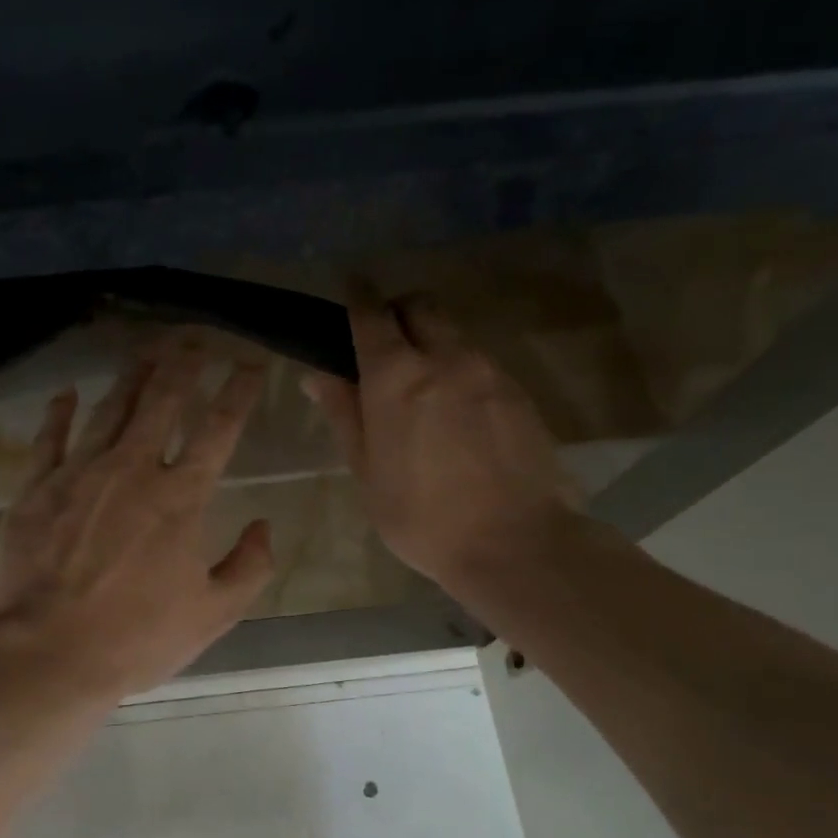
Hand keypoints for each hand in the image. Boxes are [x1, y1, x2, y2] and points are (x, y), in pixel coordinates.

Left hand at [0, 340, 276, 701]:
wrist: (47, 654)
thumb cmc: (136, 639)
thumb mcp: (213, 615)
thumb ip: (249, 566)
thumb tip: (263, 524)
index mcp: (181, 498)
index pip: (218, 429)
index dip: (238, 392)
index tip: (250, 363)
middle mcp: (132, 470)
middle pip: (162, 401)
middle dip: (183, 364)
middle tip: (194, 338)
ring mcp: (79, 473)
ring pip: (110, 409)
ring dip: (132, 376)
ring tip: (147, 350)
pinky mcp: (35, 488)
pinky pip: (50, 438)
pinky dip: (60, 412)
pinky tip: (67, 393)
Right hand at [304, 293, 572, 602]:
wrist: (515, 544)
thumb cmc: (422, 517)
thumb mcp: (367, 471)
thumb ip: (344, 414)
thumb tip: (318, 374)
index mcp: (396, 377)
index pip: (371, 314)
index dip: (357, 299)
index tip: (350, 293)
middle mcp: (446, 359)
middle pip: (420, 306)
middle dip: (398, 312)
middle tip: (385, 346)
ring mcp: (489, 372)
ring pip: (454, 334)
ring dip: (432, 343)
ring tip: (424, 390)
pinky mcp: (519, 392)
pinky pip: (482, 362)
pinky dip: (461, 370)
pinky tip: (459, 415)